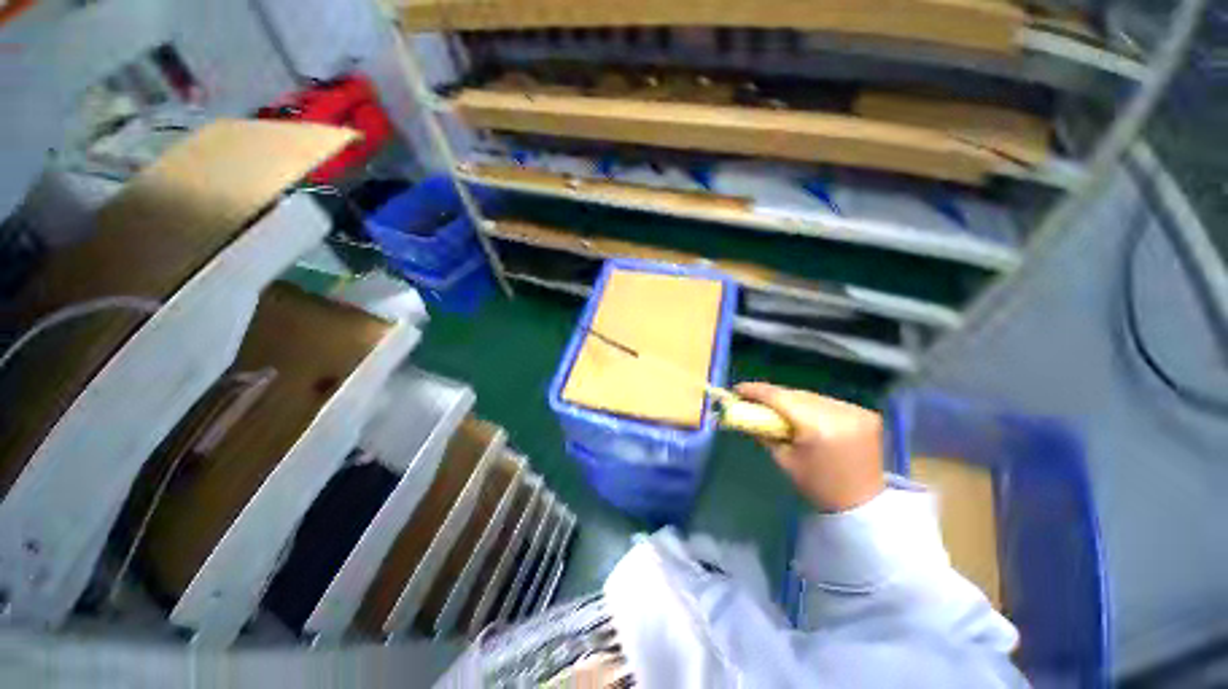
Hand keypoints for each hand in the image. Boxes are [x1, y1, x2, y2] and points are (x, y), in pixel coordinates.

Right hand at [735, 382, 884, 512]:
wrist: (862, 504)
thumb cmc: (818, 485)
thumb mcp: (783, 459)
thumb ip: (763, 432)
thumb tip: (744, 413)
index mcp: (818, 427)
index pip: (780, 398)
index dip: (756, 391)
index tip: (738, 389)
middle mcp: (840, 413)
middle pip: (796, 394)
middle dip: (773, 395)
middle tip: (754, 398)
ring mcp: (856, 411)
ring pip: (812, 396)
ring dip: (793, 399)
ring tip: (777, 406)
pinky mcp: (866, 414)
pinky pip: (829, 402)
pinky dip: (812, 405)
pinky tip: (803, 413)